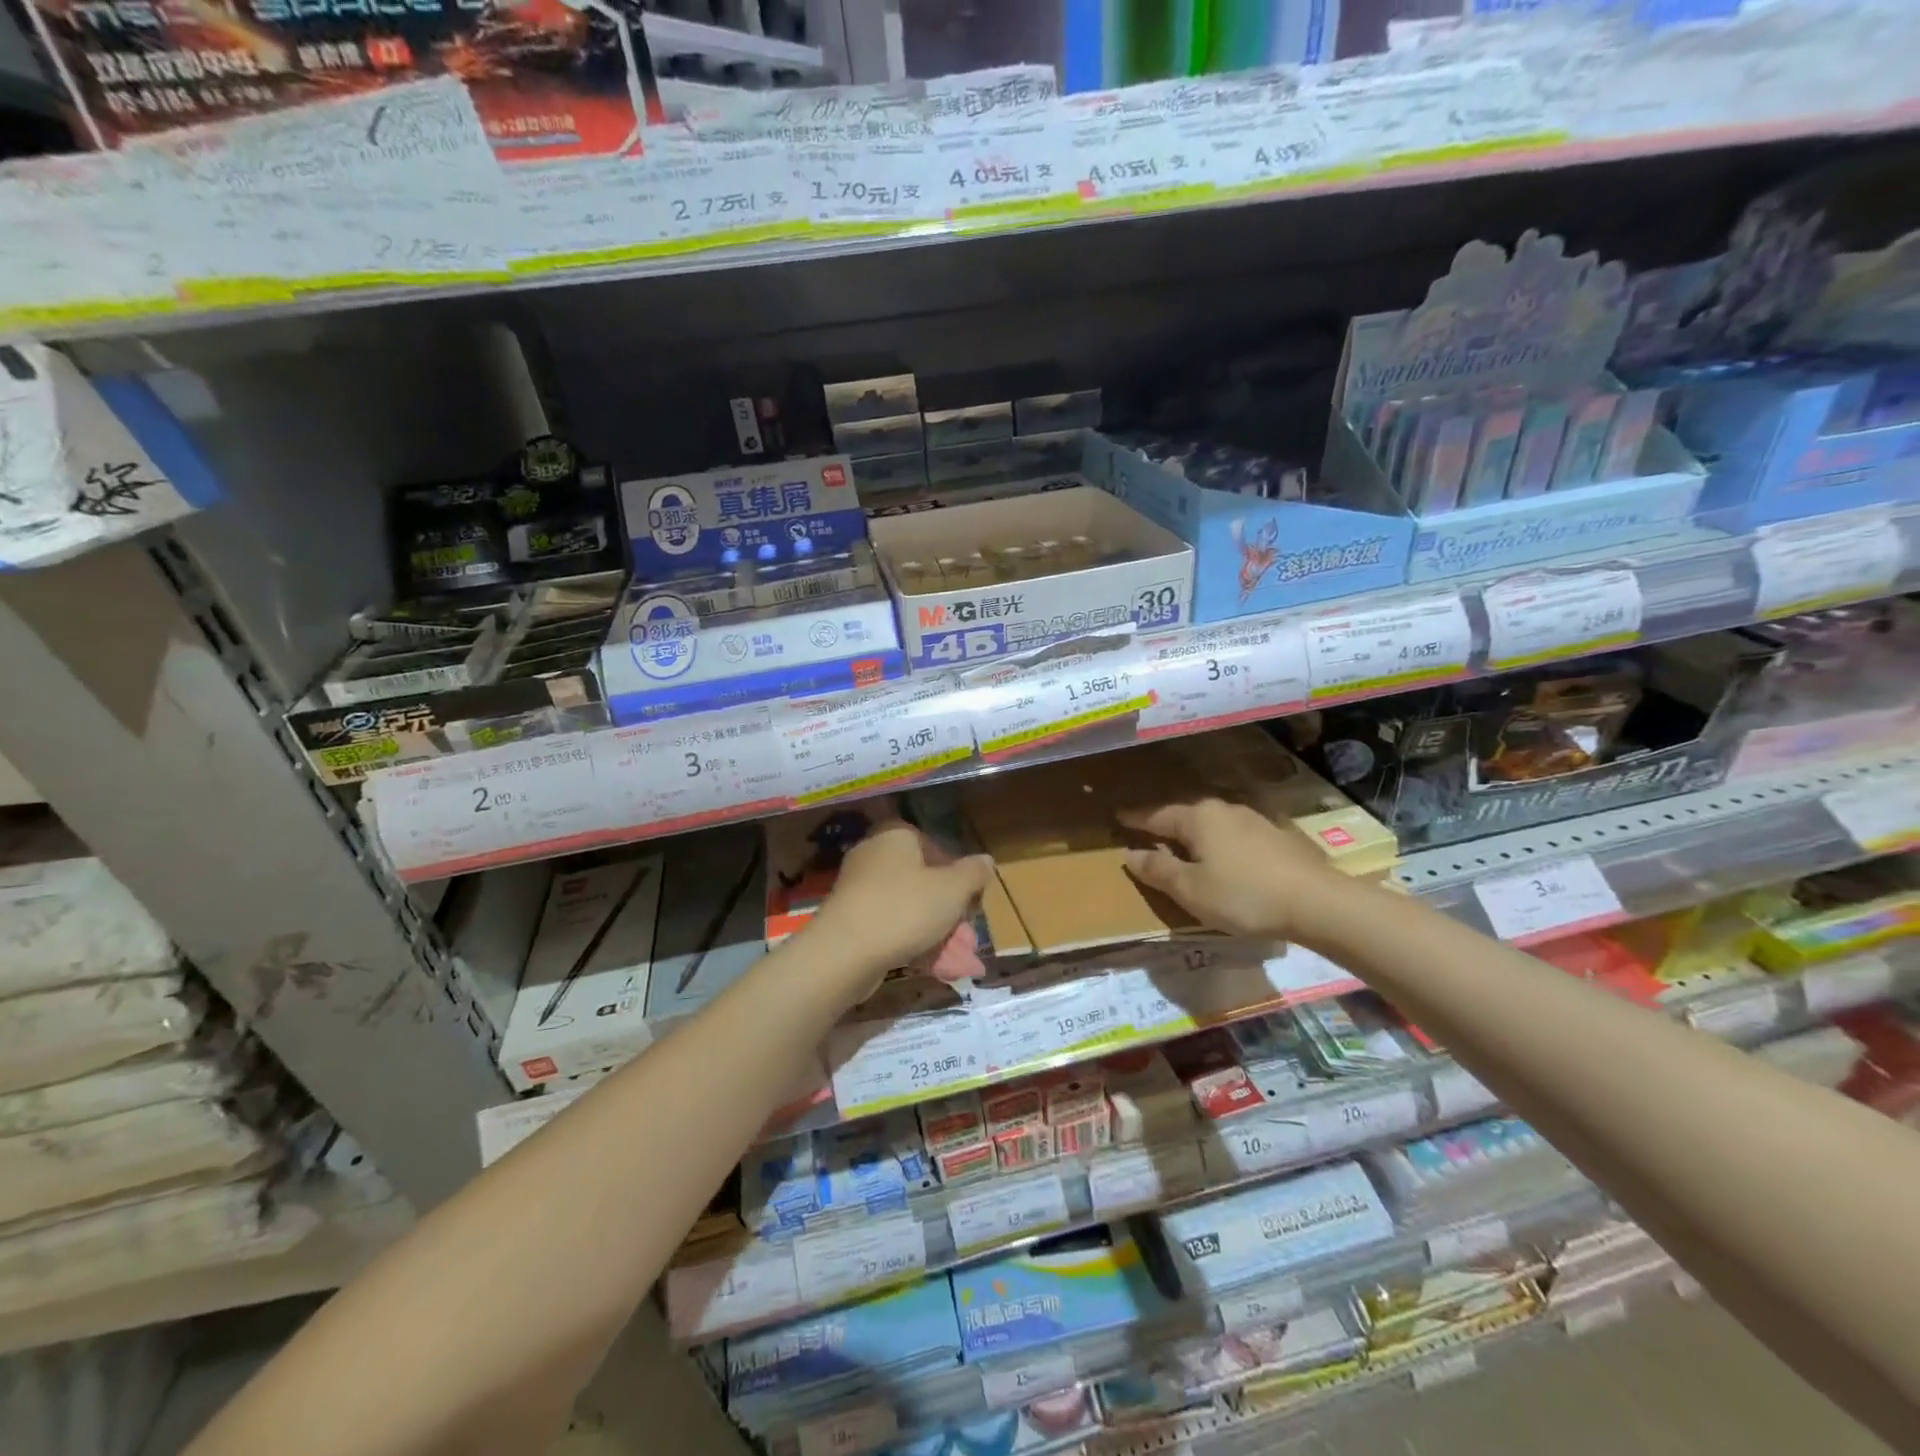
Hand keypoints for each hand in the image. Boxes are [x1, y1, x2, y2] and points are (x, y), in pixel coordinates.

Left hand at [810, 818, 994, 985]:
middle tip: (970, 939)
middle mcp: (874, 857)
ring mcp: (860, 891)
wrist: (844, 953)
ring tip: (963, 965)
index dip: (957, 872)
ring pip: (910, 910)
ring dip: (939, 935)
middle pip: (923, 881)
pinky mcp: (852, 923)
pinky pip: (892, 929)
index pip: (934, 845)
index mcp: (896, 837)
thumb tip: (986, 860)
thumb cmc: (905, 908)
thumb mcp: (952, 890)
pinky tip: (938, 970)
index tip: (971, 898)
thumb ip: (973, 873)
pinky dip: (915, 946)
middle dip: (951, 913)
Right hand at [1121, 799, 1343, 939]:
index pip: (1156, 815)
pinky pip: (1232, 834)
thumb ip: (1158, 870)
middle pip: (1184, 815)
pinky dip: (1218, 843)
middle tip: (1146, 832)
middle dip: (1164, 823)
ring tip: (1182, 846)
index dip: (1135, 819)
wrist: (1317, 902)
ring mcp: (1253, 820)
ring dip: (1193, 834)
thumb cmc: (1243, 895)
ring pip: (1211, 823)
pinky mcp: (1275, 836)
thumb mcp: (1190, 890)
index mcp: (1197, 818)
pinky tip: (1221, 857)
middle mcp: (1223, 810)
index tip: (1117, 816)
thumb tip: (1129, 854)